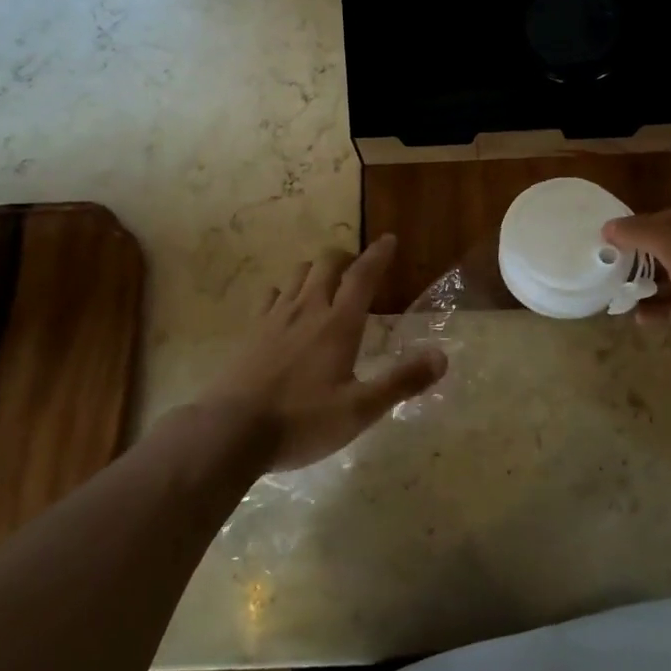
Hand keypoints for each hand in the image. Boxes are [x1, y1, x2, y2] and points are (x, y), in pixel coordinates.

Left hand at [208, 235, 445, 470]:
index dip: (378, 254)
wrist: (229, 432)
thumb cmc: (302, 421)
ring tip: (326, 282)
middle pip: (327, 263)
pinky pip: (271, 295)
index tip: (389, 239)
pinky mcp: (251, 332)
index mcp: (338, 324)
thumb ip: (401, 382)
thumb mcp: (360, 410)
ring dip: (317, 270)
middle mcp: (307, 309)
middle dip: (346, 257)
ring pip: (298, 274)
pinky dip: (286, 291)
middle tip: (358, 267)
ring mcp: (275, 318)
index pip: (362, 276)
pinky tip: (286, 306)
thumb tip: (441, 357)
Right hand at [602, 207, 670, 369]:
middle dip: (642, 261)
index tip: (611, 243)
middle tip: (612, 272)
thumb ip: (643, 235)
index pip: (669, 218)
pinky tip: (642, 319)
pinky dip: (667, 309)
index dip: (639, 228)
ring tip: (620, 298)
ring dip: (651, 288)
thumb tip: (609, 225)